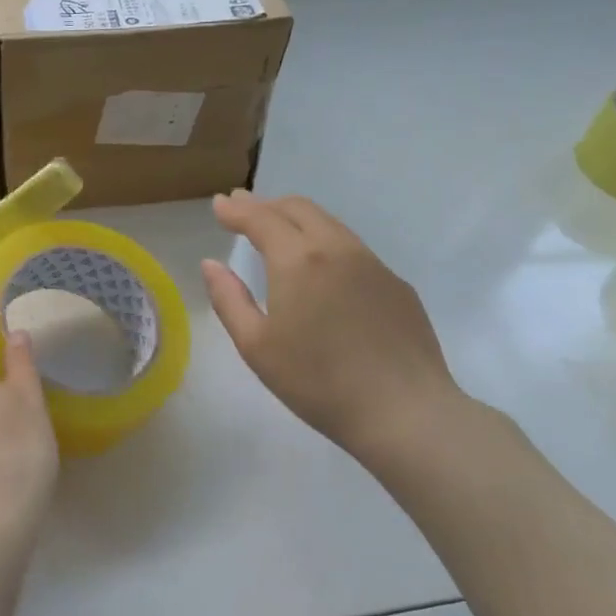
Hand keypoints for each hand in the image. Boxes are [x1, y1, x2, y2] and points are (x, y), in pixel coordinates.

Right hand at [201, 191, 463, 457]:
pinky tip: (321, 267)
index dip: (236, 209)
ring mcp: (373, 265)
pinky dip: (325, 242)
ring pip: (330, 225)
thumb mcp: (256, 346)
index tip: (219, 204)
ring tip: (278, 228)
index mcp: (298, 261)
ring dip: (297, 219)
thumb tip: (211, 264)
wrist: (404, 412)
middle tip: (243, 207)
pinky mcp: (396, 286)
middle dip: (267, 204)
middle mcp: (337, 250)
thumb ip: (228, 299)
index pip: (261, 219)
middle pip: (299, 209)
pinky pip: (353, 249)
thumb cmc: (317, 381)